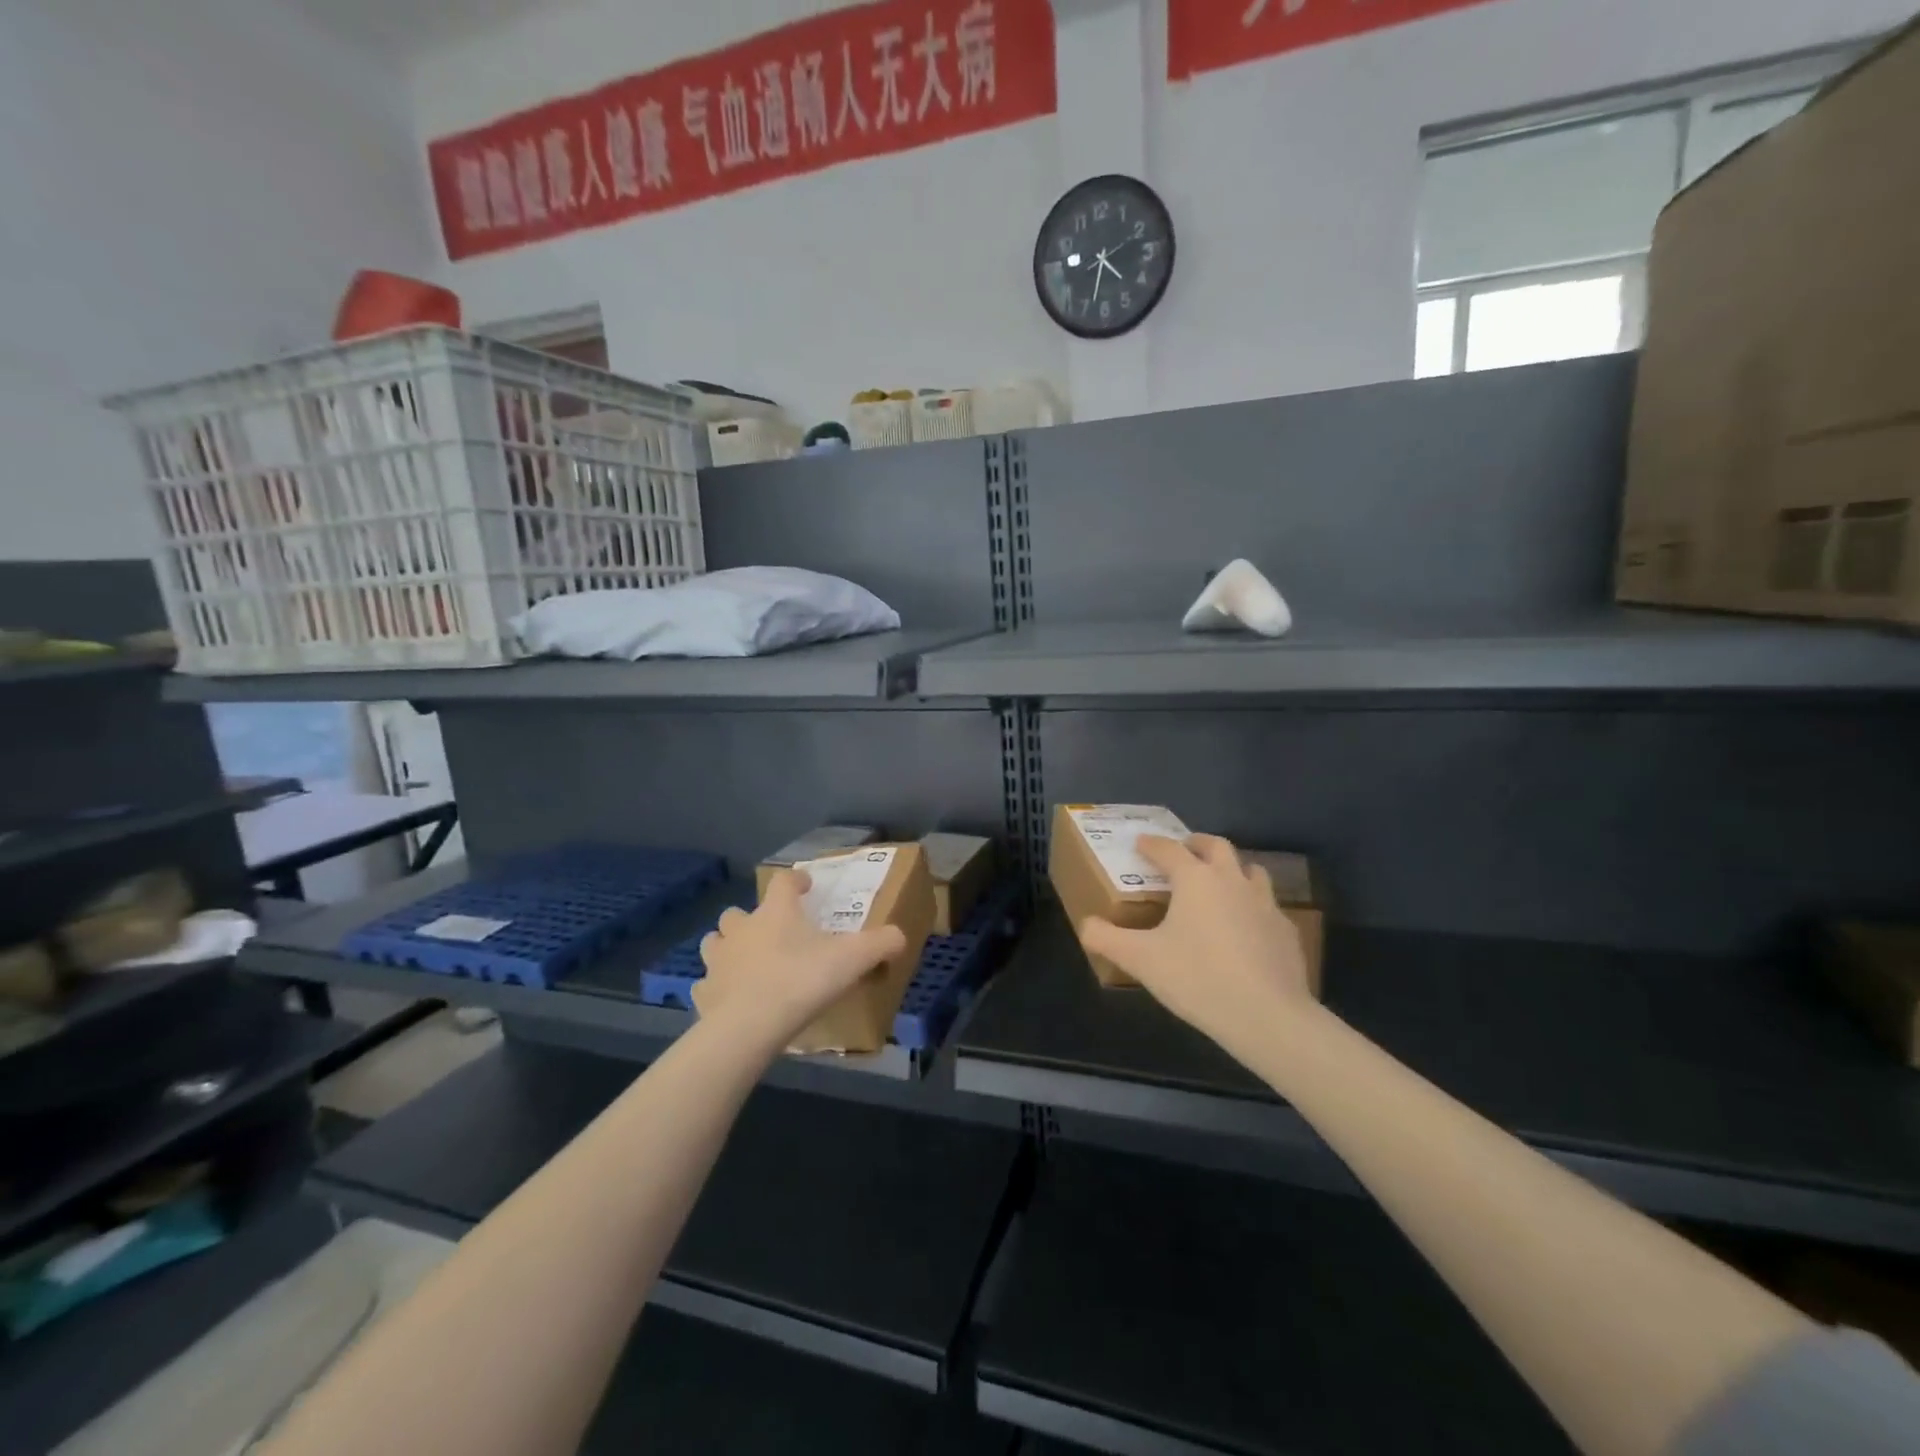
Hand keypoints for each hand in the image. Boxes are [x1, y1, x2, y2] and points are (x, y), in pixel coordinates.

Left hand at [699, 869, 906, 1049]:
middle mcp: (742, 928)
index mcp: (776, 912)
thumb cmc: (802, 981)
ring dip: (728, 947)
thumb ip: (881, 944)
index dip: (795, 881)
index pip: (783, 882)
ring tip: (745, 961)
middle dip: (751, 918)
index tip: (805, 887)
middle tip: (772, 933)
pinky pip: (707, 983)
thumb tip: (900, 937)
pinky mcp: (704, 993)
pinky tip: (731, 999)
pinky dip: (718, 987)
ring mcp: (718, 960)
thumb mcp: (853, 959)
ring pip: (715, 942)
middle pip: (738, 912)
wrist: (749, 1027)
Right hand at [1081, 834, 1313, 1055]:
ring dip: (1231, 870)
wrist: (1268, 1016)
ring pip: (1250, 870)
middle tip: (1183, 852)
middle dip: (1196, 844)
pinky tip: (1244, 929)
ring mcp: (1265, 904)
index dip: (1151, 844)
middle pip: (1216, 846)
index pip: (1169, 849)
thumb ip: (1107, 938)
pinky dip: (1251, 906)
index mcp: (1195, 879)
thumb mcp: (1141, 961)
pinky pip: (1267, 906)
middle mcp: (1232, 881)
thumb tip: (1086, 924)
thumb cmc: (1197, 978)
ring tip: (1218, 885)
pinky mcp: (1286, 931)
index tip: (1140, 843)